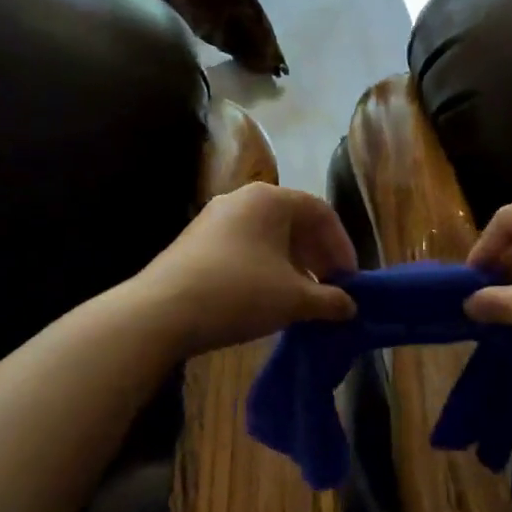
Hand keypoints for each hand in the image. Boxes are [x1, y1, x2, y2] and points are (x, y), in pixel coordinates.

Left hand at [134, 183, 356, 356]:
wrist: (161, 312)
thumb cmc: (239, 293)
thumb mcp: (293, 299)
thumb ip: (329, 300)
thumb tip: (349, 306)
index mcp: (270, 199)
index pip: (321, 212)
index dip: (342, 245)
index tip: (350, 279)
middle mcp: (242, 199)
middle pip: (294, 221)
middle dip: (317, 255)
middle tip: (330, 288)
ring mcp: (214, 218)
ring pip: (268, 236)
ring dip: (293, 263)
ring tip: (302, 296)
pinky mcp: (195, 241)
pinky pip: (244, 246)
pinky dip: (265, 267)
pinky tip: (268, 297)